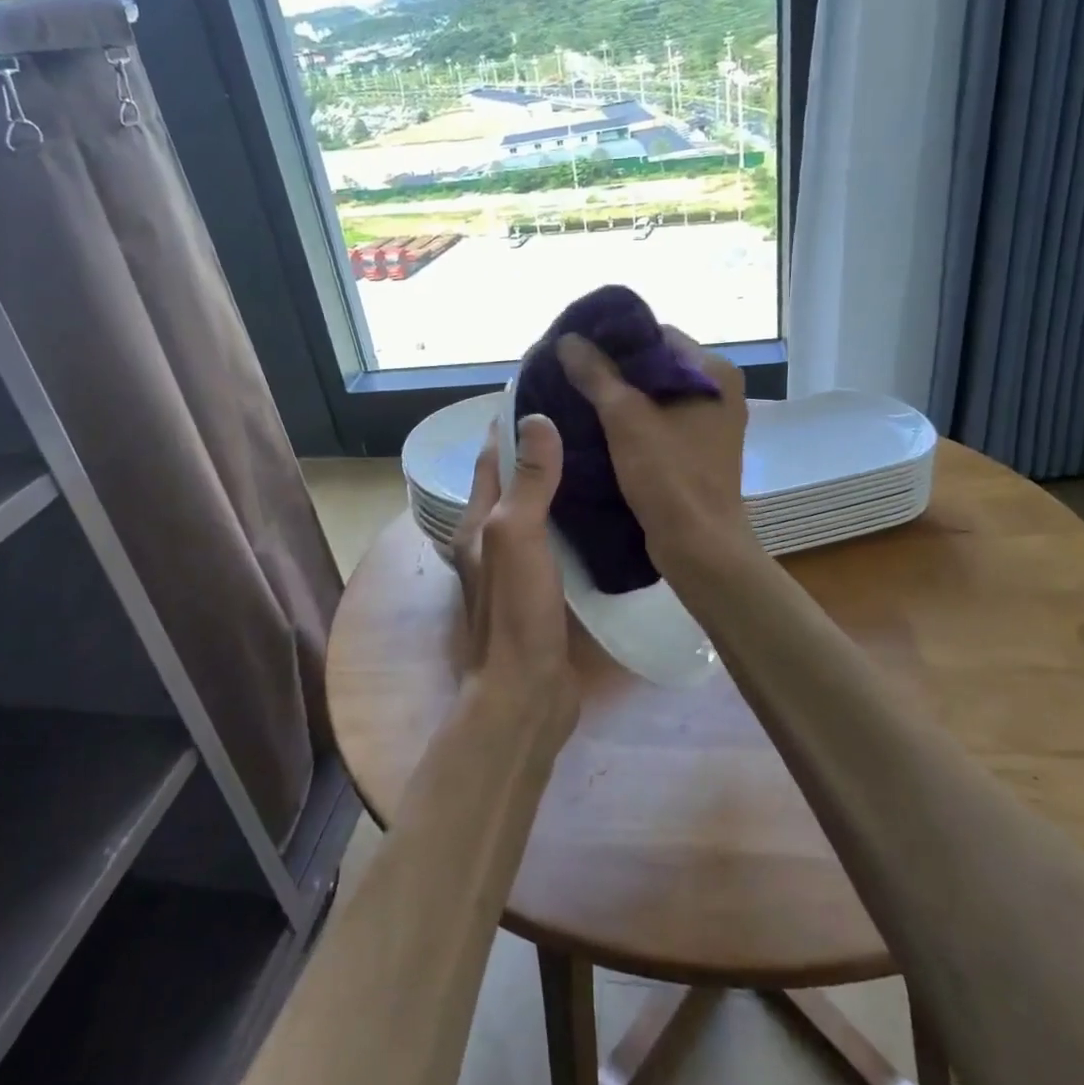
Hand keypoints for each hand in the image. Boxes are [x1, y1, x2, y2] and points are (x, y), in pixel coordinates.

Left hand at [450, 415, 577, 744]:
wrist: (527, 693)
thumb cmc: (516, 612)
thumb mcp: (517, 536)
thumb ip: (527, 482)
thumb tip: (535, 421)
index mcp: (478, 523)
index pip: (491, 459)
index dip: (509, 424)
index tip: (541, 391)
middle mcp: (493, 541)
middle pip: (514, 483)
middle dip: (539, 450)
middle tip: (582, 419)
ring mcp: (519, 568)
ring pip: (539, 512)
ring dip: (559, 485)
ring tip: (599, 455)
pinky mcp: (545, 590)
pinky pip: (559, 542)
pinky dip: (575, 521)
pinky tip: (605, 512)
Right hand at [555, 329, 756, 581]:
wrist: (699, 546)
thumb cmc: (669, 476)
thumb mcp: (626, 419)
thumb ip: (597, 375)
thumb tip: (568, 340)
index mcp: (713, 372)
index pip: (658, 335)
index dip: (616, 339)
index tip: (577, 348)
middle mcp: (718, 391)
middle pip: (655, 366)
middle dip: (614, 370)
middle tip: (571, 374)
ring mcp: (710, 423)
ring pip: (655, 397)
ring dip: (620, 398)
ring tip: (576, 397)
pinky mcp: (697, 451)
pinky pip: (659, 423)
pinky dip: (632, 422)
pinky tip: (597, 427)